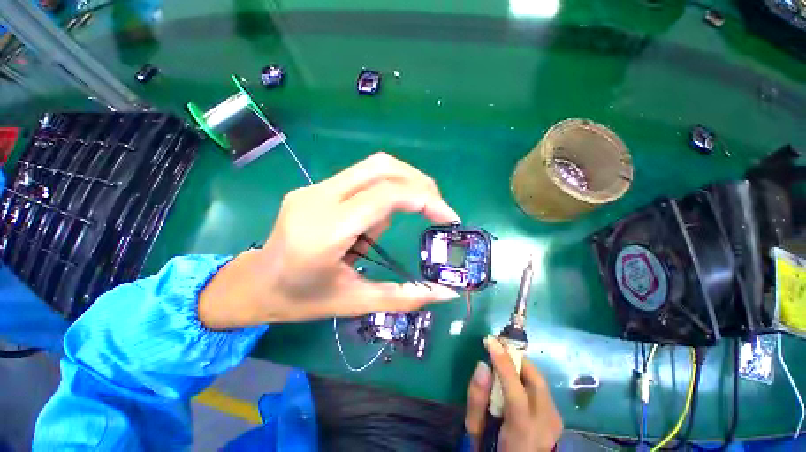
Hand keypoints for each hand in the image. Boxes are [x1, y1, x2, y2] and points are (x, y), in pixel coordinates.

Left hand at [198, 152, 460, 329]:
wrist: (254, 284)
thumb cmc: (301, 300)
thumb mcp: (355, 303)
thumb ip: (404, 297)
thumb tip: (445, 293)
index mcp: (326, 231)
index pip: (386, 195)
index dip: (425, 200)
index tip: (449, 217)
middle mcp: (318, 198)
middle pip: (381, 167)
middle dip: (419, 183)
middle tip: (436, 208)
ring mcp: (314, 188)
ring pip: (372, 168)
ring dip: (401, 188)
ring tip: (391, 226)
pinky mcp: (315, 188)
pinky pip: (360, 179)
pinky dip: (381, 194)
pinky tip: (371, 224)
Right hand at [465, 338, 562, 451]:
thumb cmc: (492, 450)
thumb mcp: (477, 430)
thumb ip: (477, 399)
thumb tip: (482, 365)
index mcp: (523, 433)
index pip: (515, 392)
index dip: (503, 363)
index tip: (490, 340)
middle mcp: (546, 427)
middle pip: (536, 381)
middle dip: (517, 358)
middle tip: (498, 347)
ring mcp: (556, 423)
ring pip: (540, 382)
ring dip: (521, 367)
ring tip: (504, 361)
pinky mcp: (557, 419)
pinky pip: (541, 389)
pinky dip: (527, 379)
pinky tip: (515, 380)